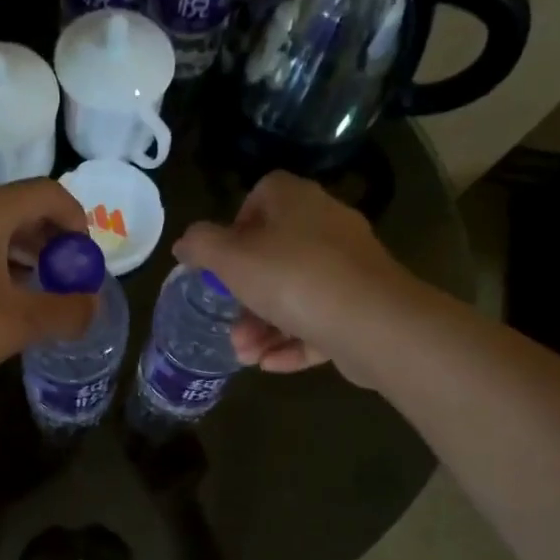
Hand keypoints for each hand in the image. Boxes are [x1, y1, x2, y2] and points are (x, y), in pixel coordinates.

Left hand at [0, 180, 96, 403]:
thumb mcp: (16, 325)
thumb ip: (64, 311)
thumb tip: (93, 306)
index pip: (47, 194)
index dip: (77, 222)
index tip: (86, 260)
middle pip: (18, 208)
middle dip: (51, 242)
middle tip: (67, 279)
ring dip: (22, 254)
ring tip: (38, 292)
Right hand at [173, 172, 413, 384]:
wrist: (374, 323)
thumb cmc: (294, 279)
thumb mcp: (232, 259)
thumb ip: (202, 246)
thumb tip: (185, 242)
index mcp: (297, 203)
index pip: (265, 194)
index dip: (238, 223)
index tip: (223, 258)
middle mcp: (327, 227)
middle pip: (276, 254)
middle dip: (245, 295)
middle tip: (229, 322)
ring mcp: (349, 269)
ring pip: (296, 294)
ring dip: (264, 326)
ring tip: (245, 356)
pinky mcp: (363, 307)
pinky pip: (320, 322)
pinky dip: (293, 342)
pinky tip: (270, 365)